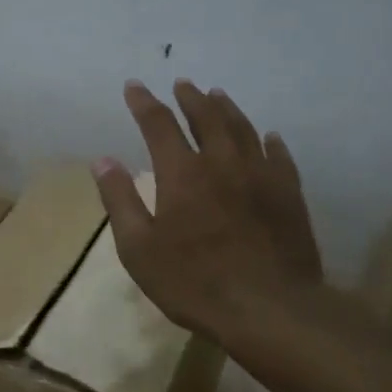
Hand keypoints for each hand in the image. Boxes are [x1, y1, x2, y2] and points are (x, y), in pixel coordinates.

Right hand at [92, 80, 323, 343]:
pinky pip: (279, 157)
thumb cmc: (194, 282)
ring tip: (218, 95)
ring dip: (227, 109)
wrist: (269, 308)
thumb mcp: (139, 249)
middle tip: (183, 84)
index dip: (144, 103)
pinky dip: (269, 141)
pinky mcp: (288, 194)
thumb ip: (120, 200)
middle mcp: (222, 162)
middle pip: (206, 117)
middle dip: (190, 98)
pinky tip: (269, 137)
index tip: (134, 86)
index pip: (159, 124)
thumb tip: (102, 160)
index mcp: (182, 173)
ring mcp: (261, 176)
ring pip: (243, 129)